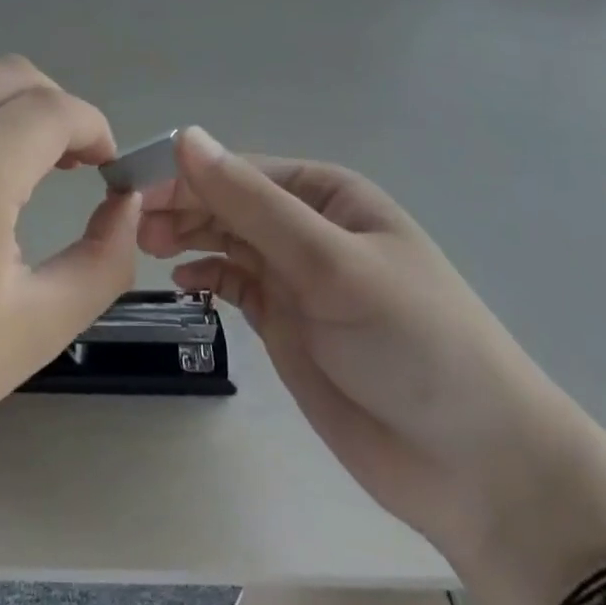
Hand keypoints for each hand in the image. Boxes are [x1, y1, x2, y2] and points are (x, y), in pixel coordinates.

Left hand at [0, 56, 138, 493]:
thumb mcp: (34, 330)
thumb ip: (105, 258)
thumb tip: (126, 201)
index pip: (54, 110)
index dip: (93, 128)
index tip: (105, 166)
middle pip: (9, 73)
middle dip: (53, 105)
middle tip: (66, 160)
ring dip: (3, 109)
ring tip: (11, 169)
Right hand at [138, 130, 605, 595]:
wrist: (474, 466)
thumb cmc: (410, 340)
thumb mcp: (330, 262)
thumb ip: (254, 203)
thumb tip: (186, 137)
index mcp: (326, 193)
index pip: (241, 170)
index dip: (186, 174)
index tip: (131, 188)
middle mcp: (308, 226)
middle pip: (229, 202)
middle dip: (181, 206)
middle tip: (131, 225)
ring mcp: (296, 276)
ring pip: (226, 240)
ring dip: (187, 237)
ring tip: (145, 247)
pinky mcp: (286, 322)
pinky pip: (235, 282)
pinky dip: (206, 275)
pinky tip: (183, 281)